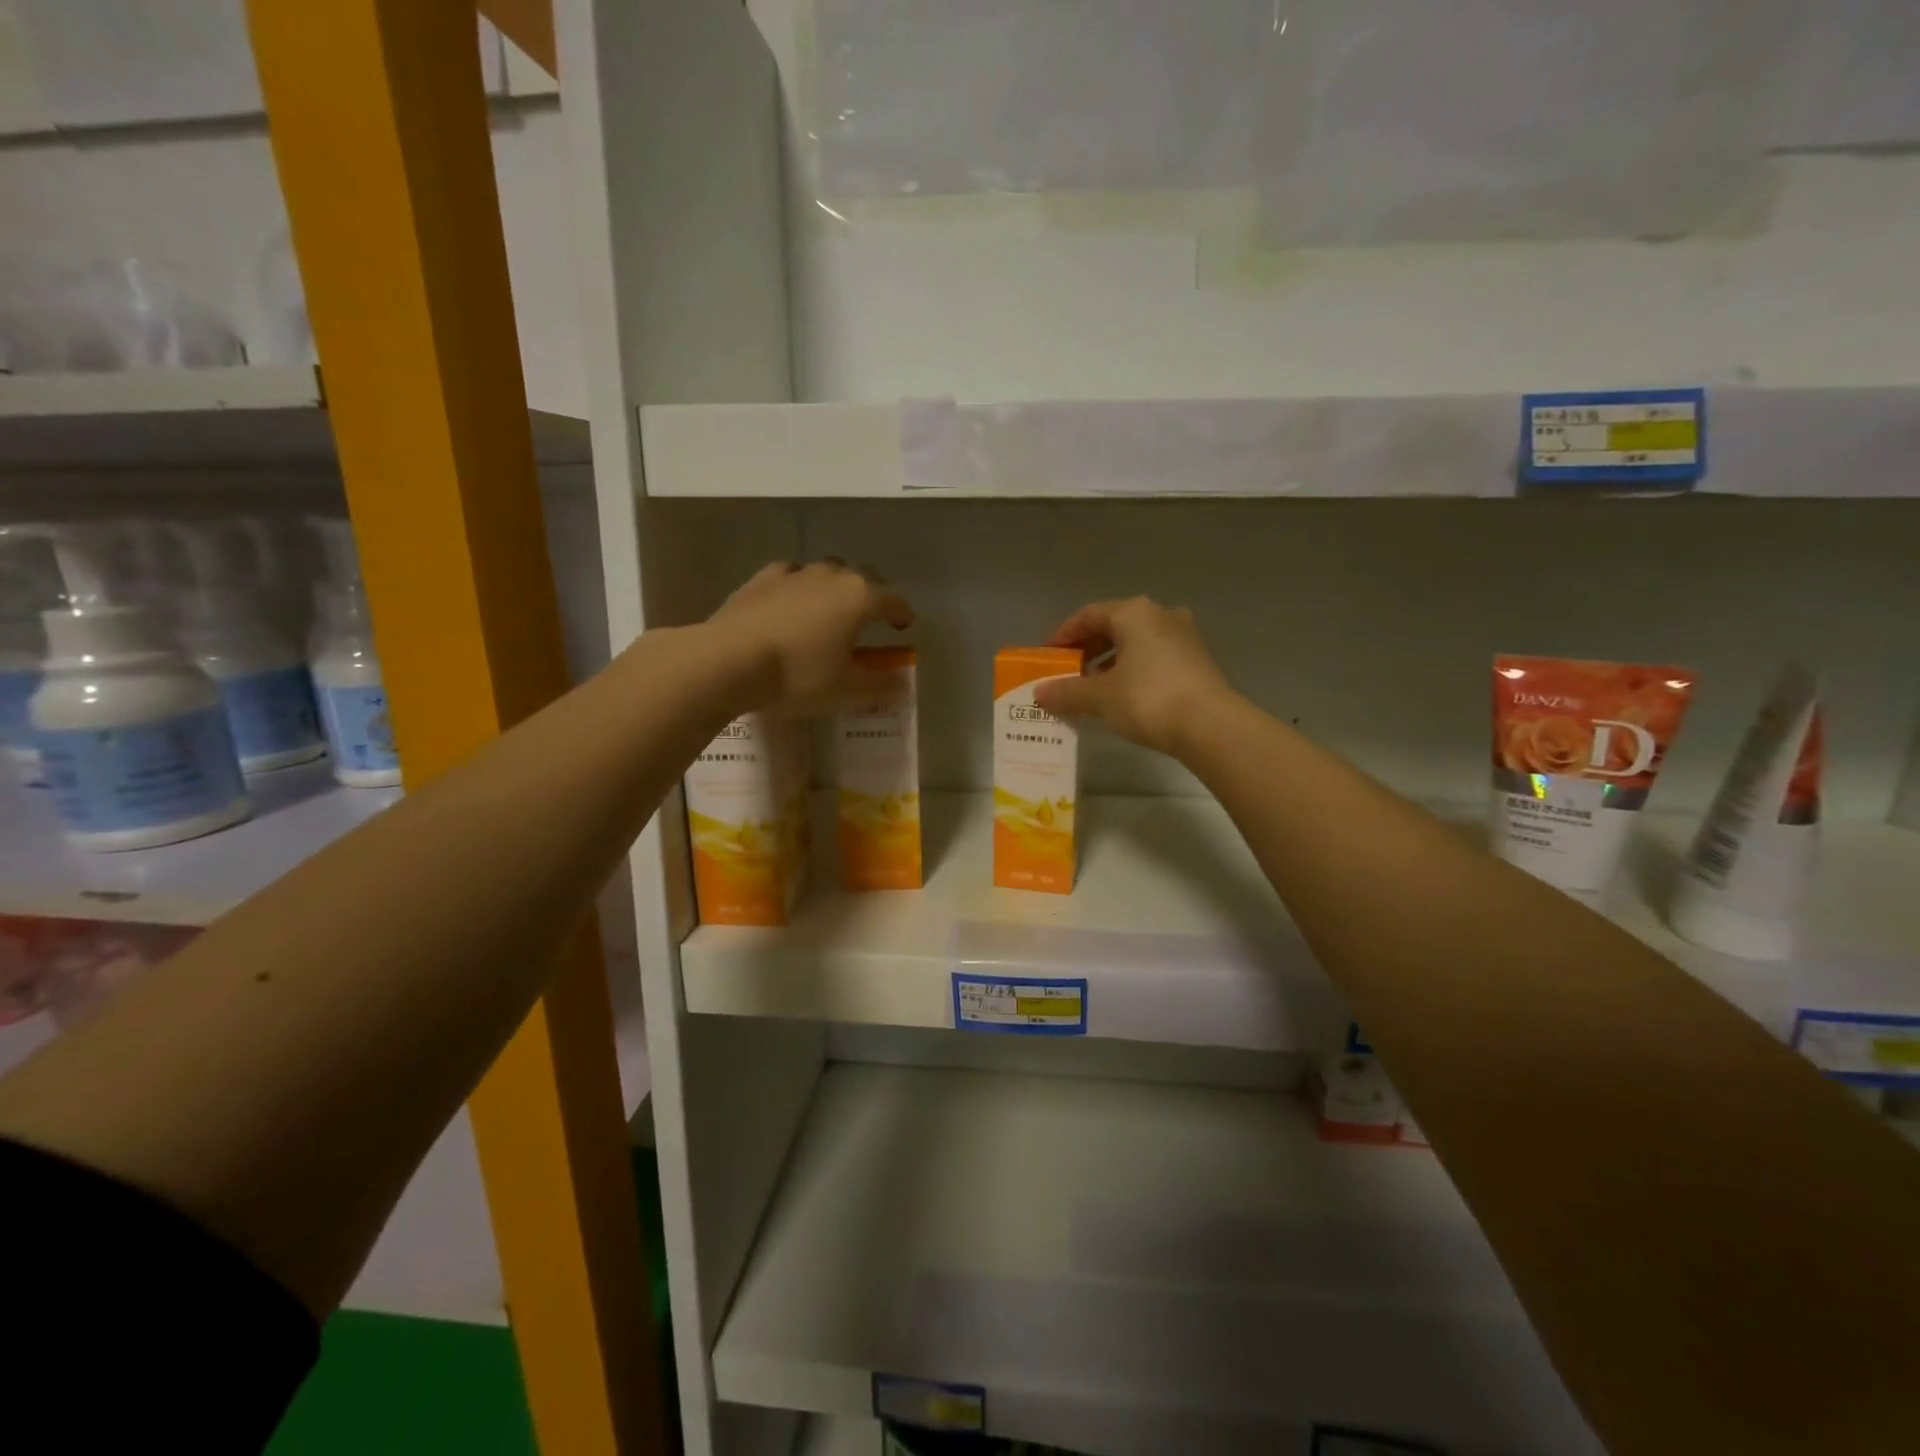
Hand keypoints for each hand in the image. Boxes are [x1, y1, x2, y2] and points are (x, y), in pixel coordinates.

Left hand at [707, 560, 913, 715]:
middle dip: (873, 595)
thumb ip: (880, 685)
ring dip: (835, 588)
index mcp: (860, 598)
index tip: (904, 627)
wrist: (728, 660)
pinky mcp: (762, 579)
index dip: (902, 615)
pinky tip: (792, 604)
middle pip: (863, 577)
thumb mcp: (846, 689)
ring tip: (830, 611)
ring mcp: (795, 573)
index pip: (894, 601)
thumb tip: (902, 684)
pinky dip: (800, 588)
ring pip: (826, 572)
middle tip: (871, 617)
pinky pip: (792, 577)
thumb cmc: (798, 675)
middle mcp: (832, 576)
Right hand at [1033, 597, 1235, 756]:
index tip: (1045, 657)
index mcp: (1134, 613)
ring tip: (1090, 688)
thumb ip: (1066, 691)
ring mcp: (1184, 636)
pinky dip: (1132, 671)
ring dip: (1109, 662)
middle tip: (1066, 673)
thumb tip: (1039, 693)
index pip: (1087, 615)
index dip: (1062, 636)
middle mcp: (1161, 615)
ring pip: (1135, 643)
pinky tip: (1122, 696)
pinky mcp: (1197, 660)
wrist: (1210, 726)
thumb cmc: (1148, 699)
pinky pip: (1153, 658)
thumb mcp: (1099, 697)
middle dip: (1086, 650)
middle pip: (1113, 626)